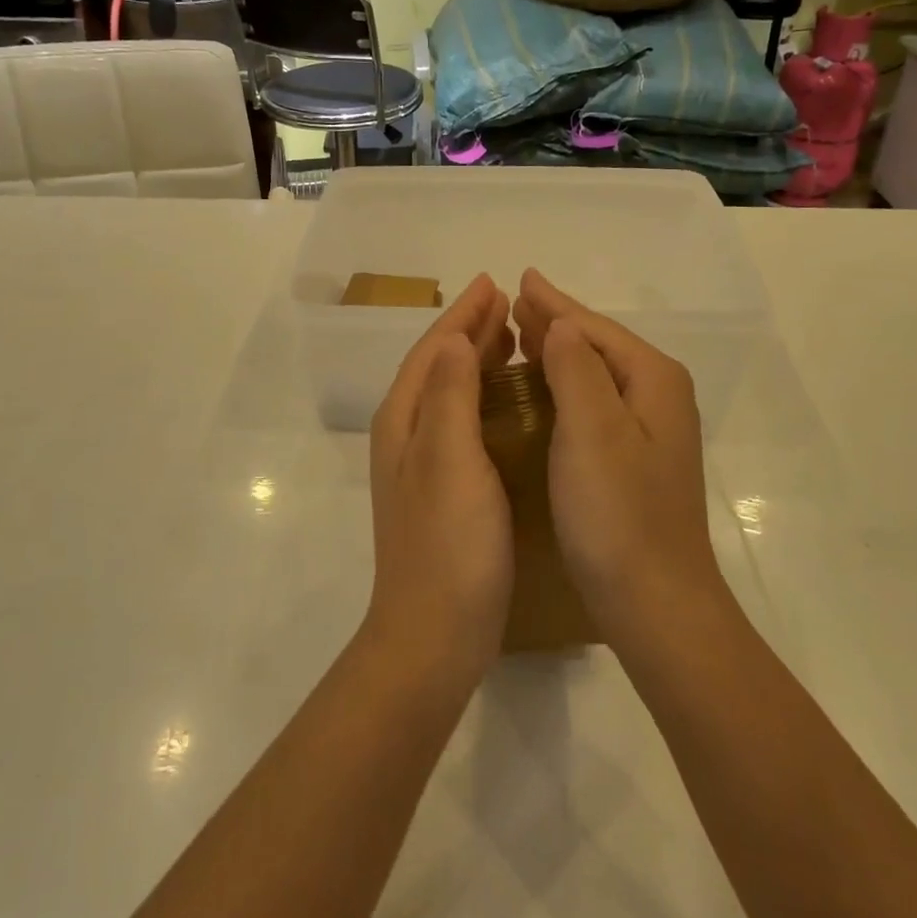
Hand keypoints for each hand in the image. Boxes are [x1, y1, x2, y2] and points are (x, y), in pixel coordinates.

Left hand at [365, 274, 516, 682]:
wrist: (434, 634)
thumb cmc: (448, 544)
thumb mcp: (449, 459)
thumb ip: (449, 394)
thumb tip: (452, 337)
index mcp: (405, 420)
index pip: (433, 349)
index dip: (462, 315)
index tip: (493, 283)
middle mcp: (408, 435)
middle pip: (438, 366)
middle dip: (470, 330)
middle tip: (508, 303)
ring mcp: (424, 465)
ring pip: (451, 393)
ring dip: (477, 360)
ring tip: (511, 338)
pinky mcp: (445, 490)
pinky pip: (464, 422)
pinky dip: (484, 398)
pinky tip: (509, 403)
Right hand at [512, 270, 726, 647]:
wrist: (655, 603)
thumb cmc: (618, 514)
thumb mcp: (592, 430)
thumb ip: (576, 367)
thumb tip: (562, 323)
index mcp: (652, 380)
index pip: (594, 327)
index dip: (553, 303)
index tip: (519, 278)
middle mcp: (658, 397)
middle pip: (599, 345)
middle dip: (556, 322)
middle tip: (515, 301)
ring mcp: (649, 432)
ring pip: (596, 374)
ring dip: (559, 352)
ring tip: (523, 334)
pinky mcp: (635, 461)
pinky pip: (593, 404)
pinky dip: (565, 387)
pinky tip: (543, 391)